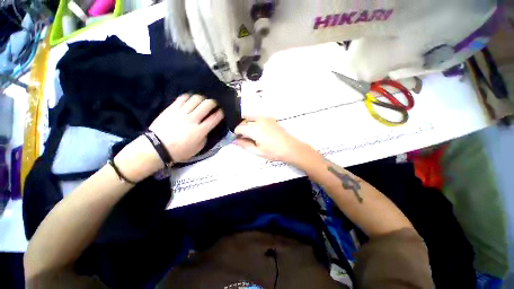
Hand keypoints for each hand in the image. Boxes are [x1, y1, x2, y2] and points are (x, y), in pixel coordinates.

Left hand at [149, 94, 224, 161]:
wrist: (157, 147)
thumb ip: (205, 138)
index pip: (214, 119)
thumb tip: (207, 129)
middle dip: (213, 102)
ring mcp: (181, 113)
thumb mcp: (197, 149)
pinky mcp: (171, 109)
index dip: (220, 113)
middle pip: (206, 105)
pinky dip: (189, 96)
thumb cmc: (179, 151)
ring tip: (203, 100)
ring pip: (195, 99)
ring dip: (202, 98)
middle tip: (215, 103)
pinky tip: (191, 98)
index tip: (222, 111)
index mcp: (200, 131)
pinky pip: (182, 98)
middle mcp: (192, 119)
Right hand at [234, 117, 317, 165]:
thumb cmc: (273, 152)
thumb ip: (244, 145)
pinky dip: (254, 122)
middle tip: (244, 138)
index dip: (236, 134)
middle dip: (241, 128)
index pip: (239, 127)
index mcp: (254, 129)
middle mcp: (258, 120)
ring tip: (251, 134)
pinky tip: (259, 130)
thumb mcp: (257, 151)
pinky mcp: (270, 118)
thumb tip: (235, 141)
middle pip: (244, 121)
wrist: (290, 147)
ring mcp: (265, 118)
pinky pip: (258, 117)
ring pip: (250, 118)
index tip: (238, 139)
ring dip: (247, 124)